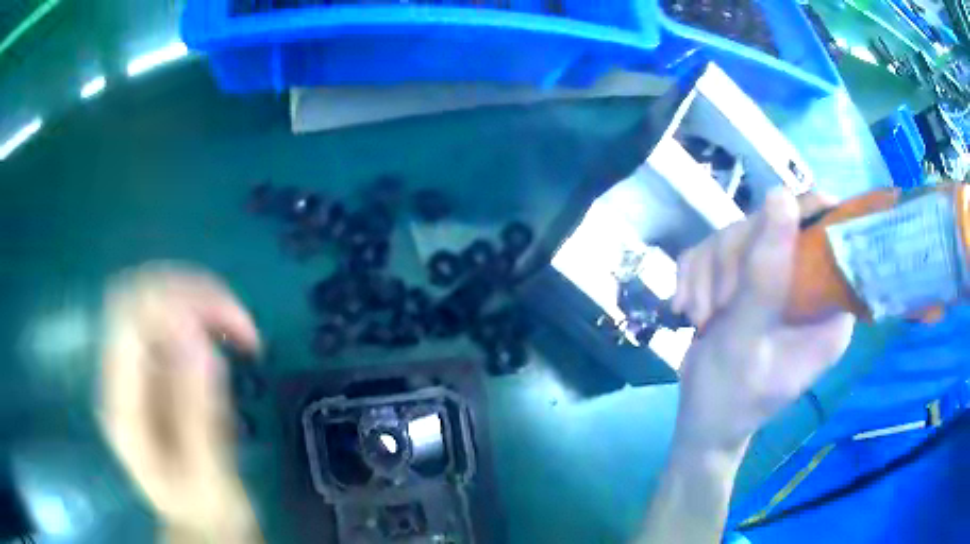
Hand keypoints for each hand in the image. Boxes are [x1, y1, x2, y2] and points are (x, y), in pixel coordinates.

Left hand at [100, 263, 262, 541]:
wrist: (197, 523)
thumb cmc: (205, 509)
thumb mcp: (208, 473)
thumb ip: (196, 410)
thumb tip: (197, 337)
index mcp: (121, 406)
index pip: (129, 317)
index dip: (176, 302)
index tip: (228, 326)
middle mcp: (117, 376)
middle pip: (138, 295)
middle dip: (190, 293)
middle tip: (239, 322)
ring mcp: (131, 367)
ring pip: (153, 297)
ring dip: (198, 301)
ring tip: (240, 331)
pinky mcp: (149, 366)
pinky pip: (168, 315)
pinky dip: (200, 314)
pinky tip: (224, 336)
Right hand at [673, 189, 854, 452]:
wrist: (702, 420)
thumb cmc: (732, 398)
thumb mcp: (748, 340)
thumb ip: (766, 275)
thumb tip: (781, 195)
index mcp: (828, 306)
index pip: (832, 235)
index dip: (805, 216)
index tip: (768, 230)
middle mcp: (806, 285)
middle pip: (775, 224)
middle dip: (736, 259)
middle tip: (720, 304)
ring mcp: (772, 279)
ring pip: (739, 233)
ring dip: (709, 272)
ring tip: (702, 317)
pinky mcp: (744, 279)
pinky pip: (714, 247)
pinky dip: (694, 274)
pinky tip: (689, 308)